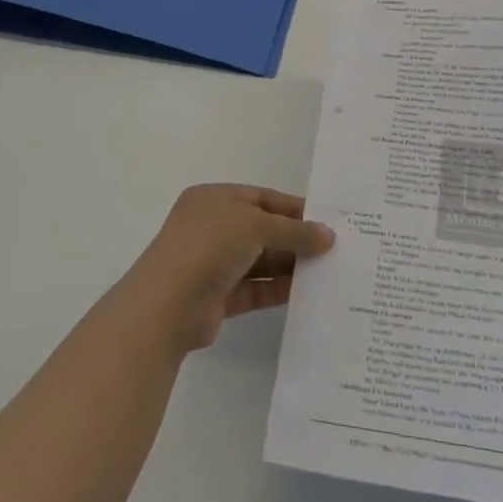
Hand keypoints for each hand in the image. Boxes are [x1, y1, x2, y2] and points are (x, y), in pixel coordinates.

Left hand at [122, 185, 335, 353]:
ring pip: (260, 260)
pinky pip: (256, 289)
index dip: (295, 208)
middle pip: (263, 229)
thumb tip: (328, 236)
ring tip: (328, 270)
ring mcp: (214, 263)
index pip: (262, 198)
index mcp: (214, 199)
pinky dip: (278, 289)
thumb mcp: (255, 225)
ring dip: (290, 265)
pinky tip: (307, 292)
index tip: (329, 220)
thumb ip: (294, 231)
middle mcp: (213, 227)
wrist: (168, 304)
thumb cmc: (209, 245)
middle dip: (296, 238)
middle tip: (334, 248)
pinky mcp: (219, 297)